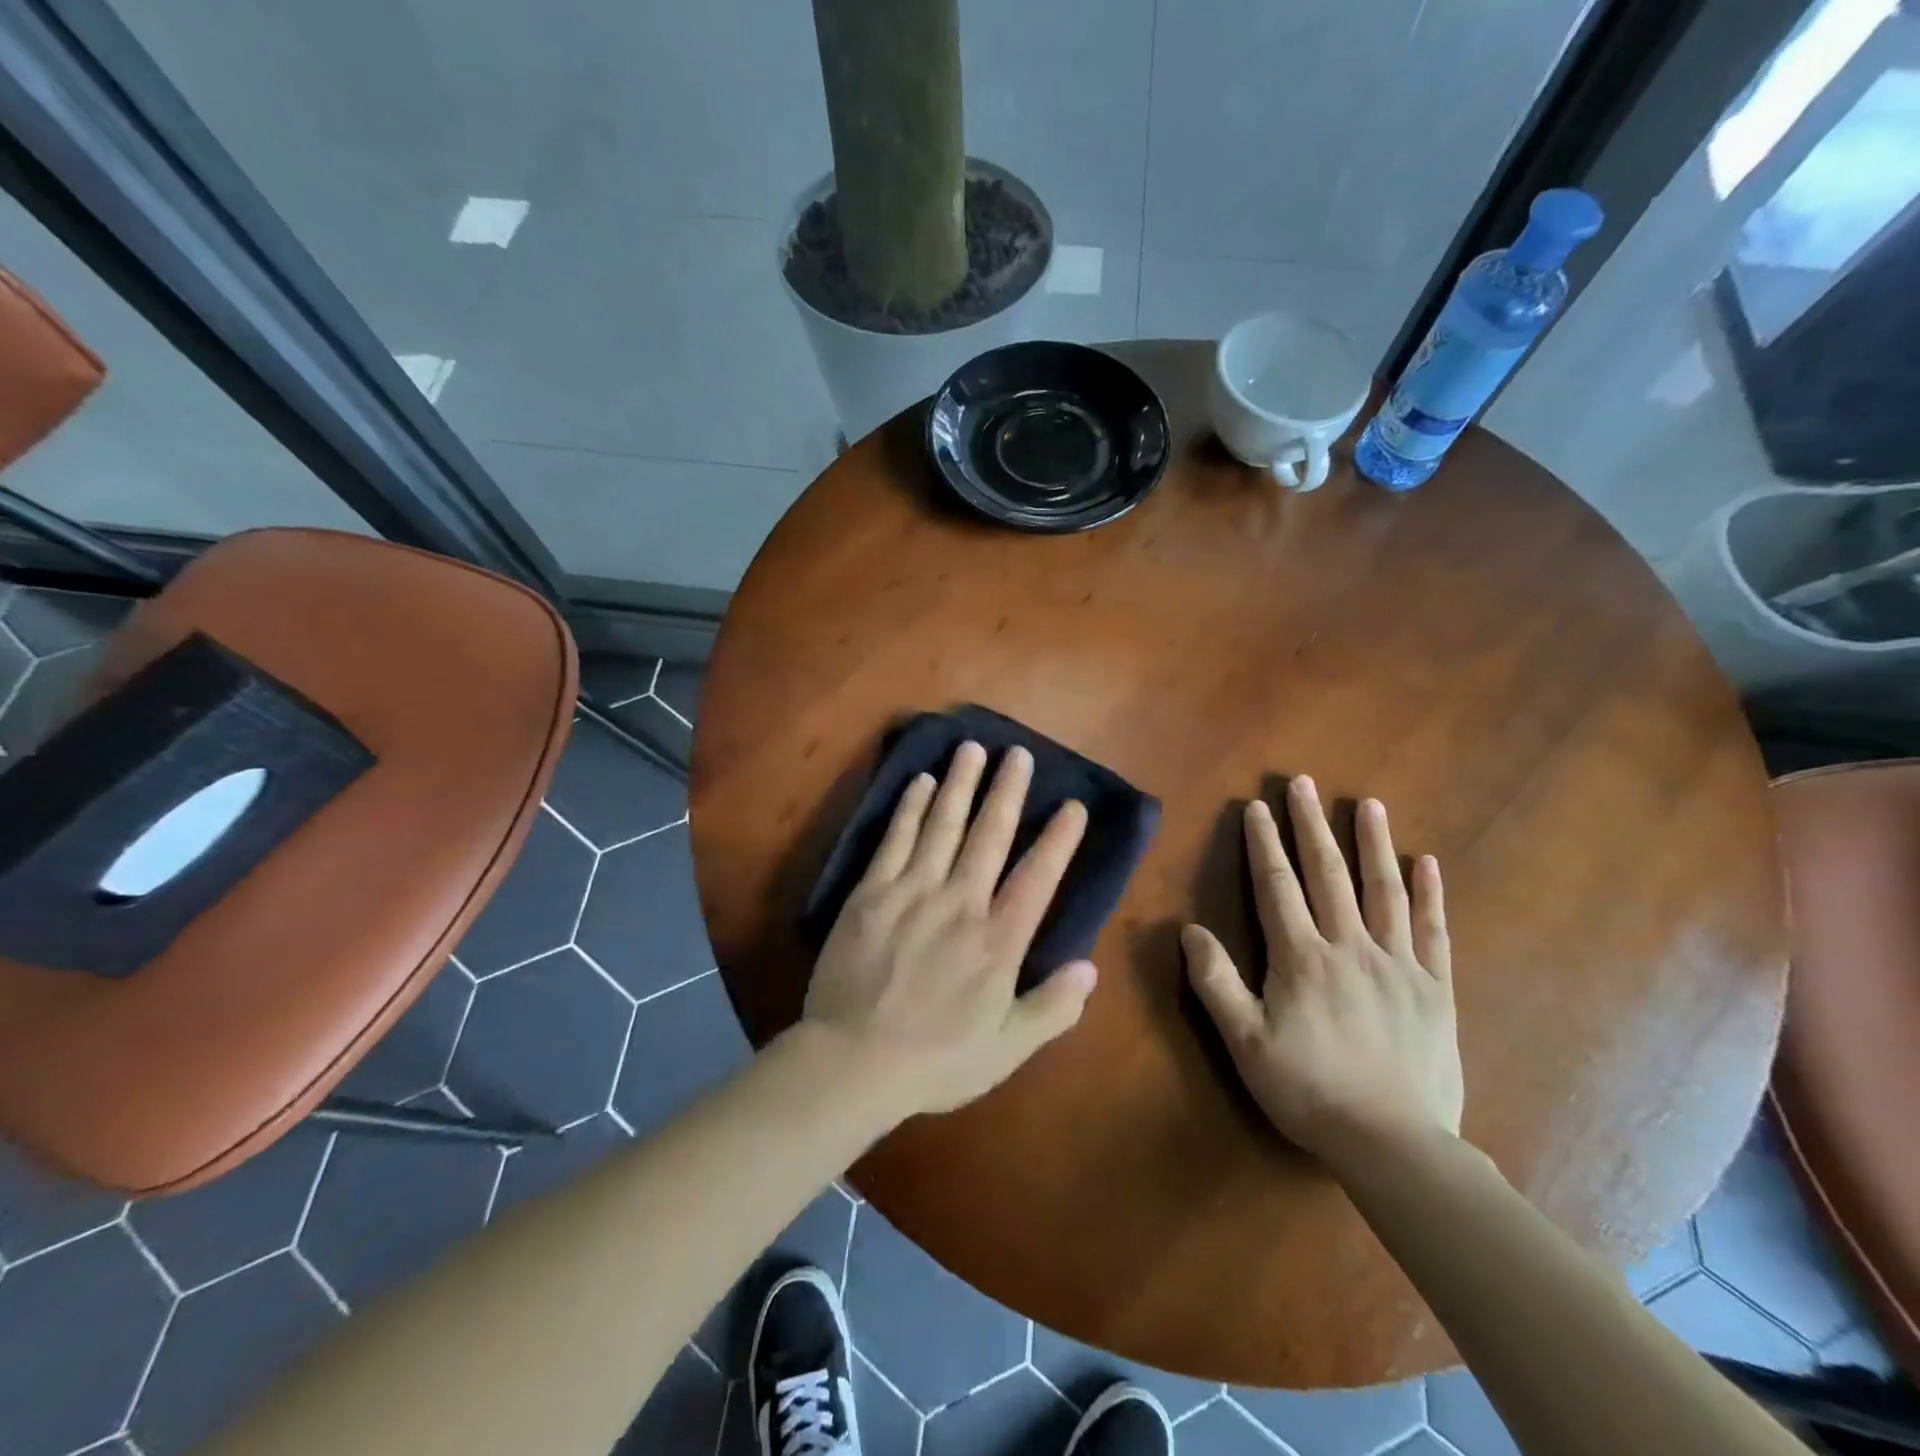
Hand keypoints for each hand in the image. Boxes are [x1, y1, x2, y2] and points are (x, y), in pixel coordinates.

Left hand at [804, 741, 1098, 1117]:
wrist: (853, 1062)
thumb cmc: (936, 1060)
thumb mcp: (1007, 1049)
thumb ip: (1052, 1009)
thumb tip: (1090, 968)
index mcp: (996, 942)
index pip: (1036, 878)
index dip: (1058, 840)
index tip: (1072, 805)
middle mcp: (959, 904)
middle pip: (988, 836)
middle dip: (1007, 792)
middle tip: (1019, 754)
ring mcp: (912, 892)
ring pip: (942, 826)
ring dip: (960, 784)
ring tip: (973, 748)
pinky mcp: (871, 893)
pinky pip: (894, 840)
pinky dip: (910, 808)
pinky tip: (920, 782)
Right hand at [1182, 776, 1461, 1169]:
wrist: (1394, 1146)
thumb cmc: (1309, 1091)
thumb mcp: (1244, 1042)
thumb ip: (1215, 982)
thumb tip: (1190, 930)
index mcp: (1301, 958)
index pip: (1278, 885)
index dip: (1265, 843)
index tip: (1258, 806)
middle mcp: (1349, 947)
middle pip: (1328, 874)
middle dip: (1312, 825)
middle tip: (1304, 784)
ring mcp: (1398, 965)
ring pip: (1383, 892)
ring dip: (1373, 844)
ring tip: (1369, 805)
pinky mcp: (1435, 989)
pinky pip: (1434, 932)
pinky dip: (1431, 895)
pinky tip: (1427, 863)